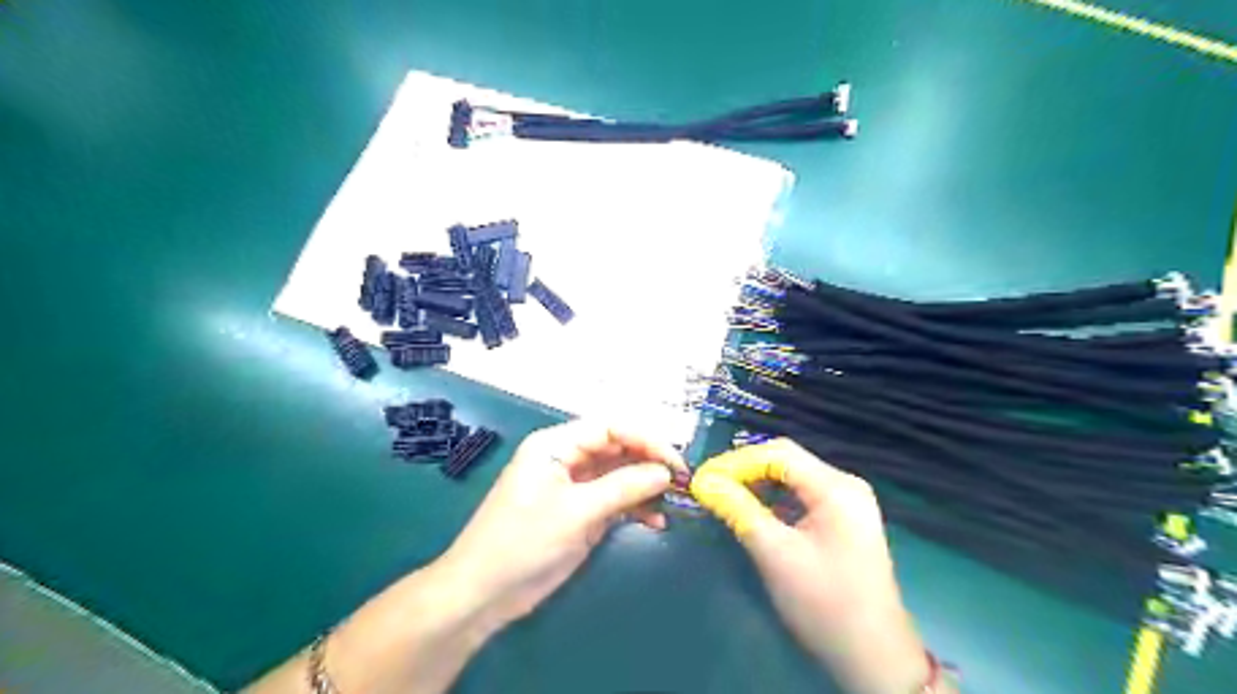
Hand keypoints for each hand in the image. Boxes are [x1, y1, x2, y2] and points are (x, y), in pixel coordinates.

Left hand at [437, 422, 692, 628]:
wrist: (483, 593)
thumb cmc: (524, 543)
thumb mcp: (577, 512)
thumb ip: (623, 488)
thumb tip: (665, 472)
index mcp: (556, 445)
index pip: (610, 428)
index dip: (646, 440)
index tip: (676, 462)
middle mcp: (566, 458)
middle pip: (616, 448)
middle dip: (649, 462)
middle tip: (682, 481)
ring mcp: (573, 486)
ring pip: (618, 474)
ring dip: (645, 486)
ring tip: (674, 501)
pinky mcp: (578, 511)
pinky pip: (612, 499)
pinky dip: (634, 507)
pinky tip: (655, 521)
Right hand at [693, 440, 933, 692]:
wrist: (873, 658)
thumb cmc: (823, 603)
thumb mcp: (774, 553)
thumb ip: (737, 509)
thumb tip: (702, 482)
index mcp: (836, 487)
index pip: (778, 453)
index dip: (736, 461)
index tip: (704, 478)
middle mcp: (845, 485)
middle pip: (787, 461)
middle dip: (745, 470)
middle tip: (710, 485)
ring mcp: (848, 502)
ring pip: (793, 478)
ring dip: (758, 483)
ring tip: (724, 495)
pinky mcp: (844, 520)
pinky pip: (802, 496)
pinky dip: (774, 499)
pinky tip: (753, 509)